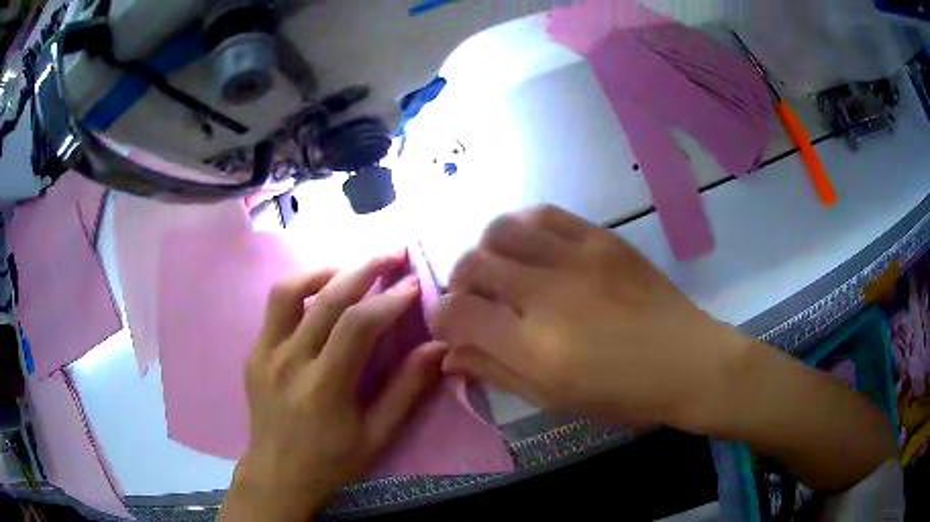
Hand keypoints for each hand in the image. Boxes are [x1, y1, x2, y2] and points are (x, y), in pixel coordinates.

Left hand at [221, 256, 445, 520]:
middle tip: (392, 253)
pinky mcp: (254, 352)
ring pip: (289, 291)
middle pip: (326, 298)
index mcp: (323, 387)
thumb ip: (406, 390)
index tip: (413, 284)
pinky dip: (302, 290)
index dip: (389, 300)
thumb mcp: (377, 436)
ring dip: (324, 271)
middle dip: (364, 269)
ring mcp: (264, 353)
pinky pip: (275, 308)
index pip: (357, 325)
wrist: (277, 474)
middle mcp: (289, 361)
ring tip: (351, 269)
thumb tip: (437, 348)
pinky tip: (321, 295)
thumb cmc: (332, 461)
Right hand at [433, 205, 894, 490]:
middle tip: (474, 300)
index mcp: (534, 347)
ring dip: (486, 250)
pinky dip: (522, 227)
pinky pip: (544, 214)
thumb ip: (495, 373)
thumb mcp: (553, 399)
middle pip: (473, 265)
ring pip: (500, 230)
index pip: (457, 314)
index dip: (441, 319)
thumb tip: (450, 356)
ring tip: (499, 270)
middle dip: (459, 283)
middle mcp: (546, 295)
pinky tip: (530, 247)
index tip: (449, 327)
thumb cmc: (623, 394)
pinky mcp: (600, 238)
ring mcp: (575, 258)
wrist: (688, 361)